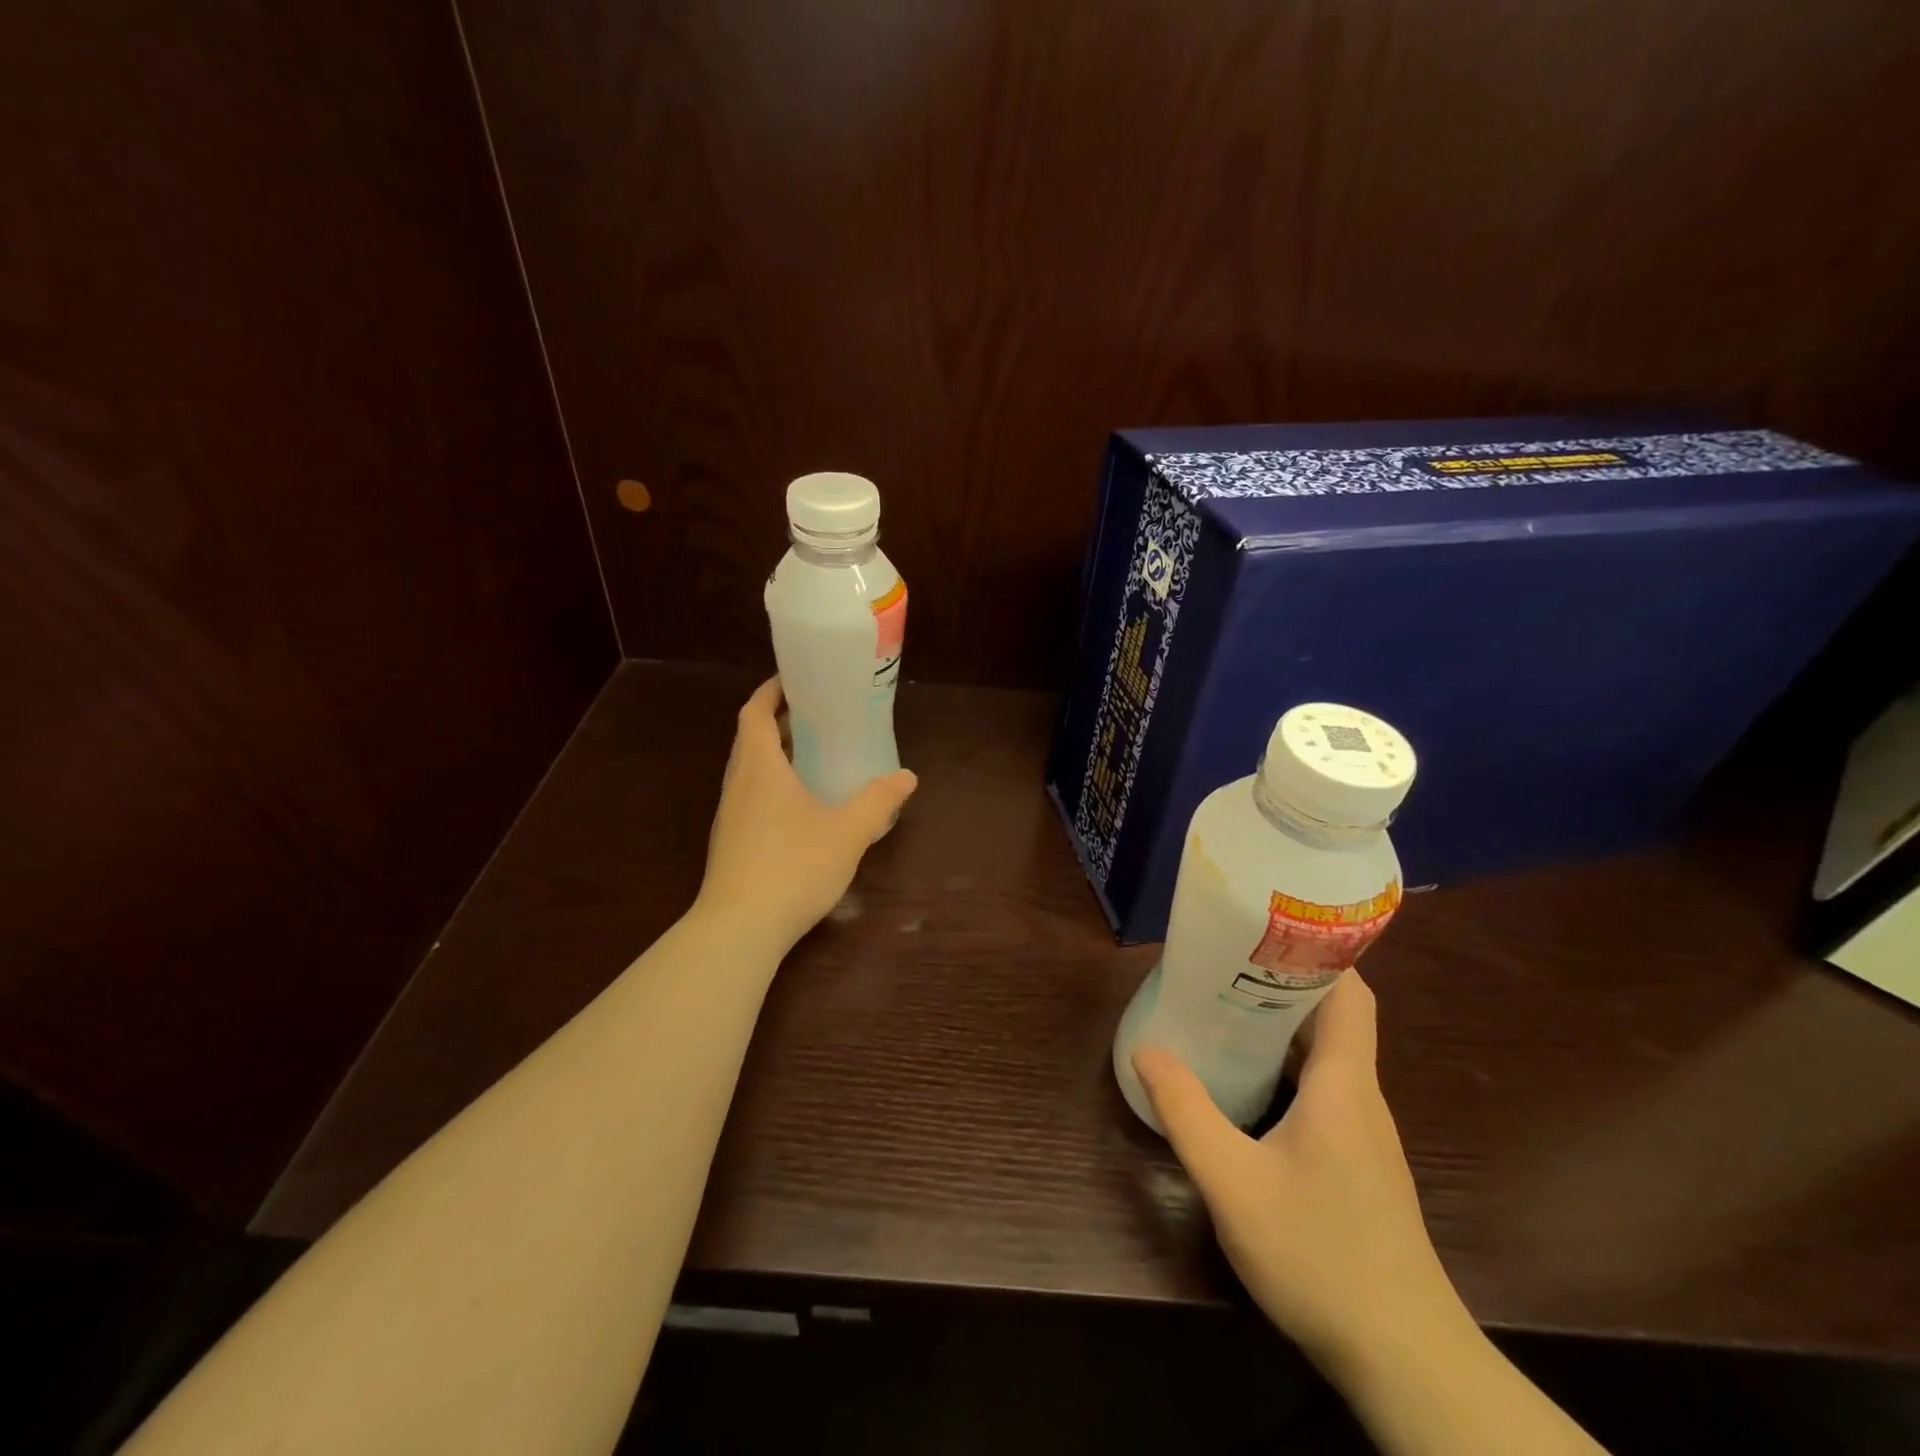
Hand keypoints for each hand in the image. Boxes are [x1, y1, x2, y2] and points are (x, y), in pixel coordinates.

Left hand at [697, 677, 917, 953]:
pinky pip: (750, 797)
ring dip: (774, 754)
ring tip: (812, 755)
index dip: (771, 690)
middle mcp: (738, 784)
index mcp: (759, 768)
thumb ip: (878, 801)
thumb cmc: (793, 867)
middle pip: (750, 738)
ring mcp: (729, 816)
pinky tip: (801, 806)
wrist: (739, 929)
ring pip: (749, 770)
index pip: (754, 712)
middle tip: (816, 716)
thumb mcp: (847, 832)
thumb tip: (907, 777)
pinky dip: (772, 785)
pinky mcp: (731, 843)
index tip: (795, 679)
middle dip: (778, 721)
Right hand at [1134, 974, 1472, 1377]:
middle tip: (1223, 966)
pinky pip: (1325, 1090)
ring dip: (1282, 1027)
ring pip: (1328, 1056)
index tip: (1266, 932)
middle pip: (1334, 1017)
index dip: (1318, 954)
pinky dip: (1288, 1067)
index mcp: (1343, 1083)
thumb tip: (1147, 1050)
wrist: (1404, 1360)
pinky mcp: (1359, 1163)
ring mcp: (1365, 1133)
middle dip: (1282, 983)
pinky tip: (1249, 1085)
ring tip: (1225, 1011)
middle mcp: (1360, 1096)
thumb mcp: (1233, 1181)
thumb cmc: (1320, 1256)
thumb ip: (1186, 1112)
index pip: (1352, 993)